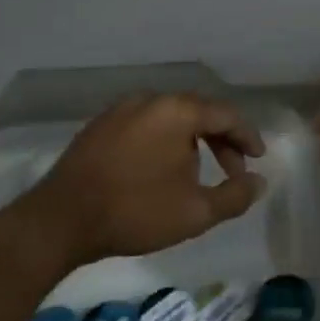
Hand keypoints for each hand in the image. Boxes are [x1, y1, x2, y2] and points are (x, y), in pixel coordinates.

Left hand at [16, 93, 265, 267]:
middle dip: (221, 141)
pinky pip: (145, 125)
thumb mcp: (196, 212)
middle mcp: (151, 99)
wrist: (60, 220)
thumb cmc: (135, 212)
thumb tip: (259, 182)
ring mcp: (121, 109)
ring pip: (170, 118)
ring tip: (197, 173)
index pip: (226, 114)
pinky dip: (163, 141)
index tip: (258, 159)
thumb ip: (235, 196)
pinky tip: (160, 169)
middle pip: (198, 112)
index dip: (247, 136)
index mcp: (178, 111)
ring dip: (191, 141)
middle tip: (233, 172)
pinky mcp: (99, 126)